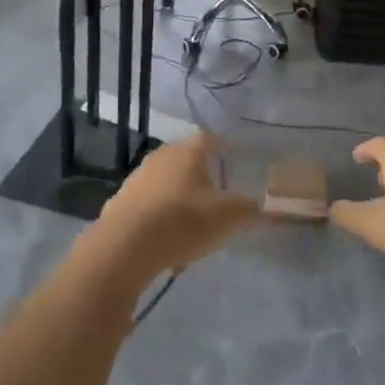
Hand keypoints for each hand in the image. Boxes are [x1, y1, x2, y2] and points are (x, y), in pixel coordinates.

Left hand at [92, 134, 259, 279]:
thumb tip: (264, 208)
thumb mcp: (228, 217)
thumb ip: (250, 210)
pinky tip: (167, 239)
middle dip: (202, 174)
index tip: (235, 157)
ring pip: (166, 182)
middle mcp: (161, 156)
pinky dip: (160, 216)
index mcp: (188, 151)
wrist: (126, 246)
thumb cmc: (184, 221)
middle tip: (217, 192)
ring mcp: (137, 178)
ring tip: (193, 221)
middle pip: (186, 158)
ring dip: (179, 196)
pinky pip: (149, 204)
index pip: (210, 139)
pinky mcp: (120, 202)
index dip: (224, 147)